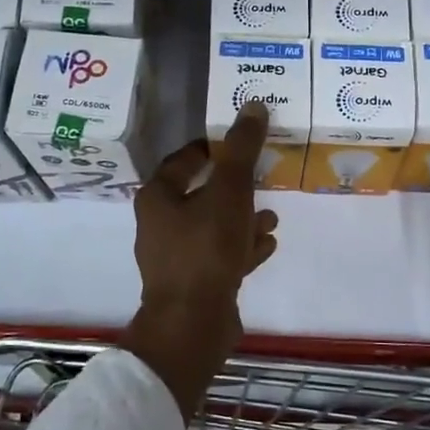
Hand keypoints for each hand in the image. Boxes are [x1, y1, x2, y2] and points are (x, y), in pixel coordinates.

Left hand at [124, 101, 279, 417]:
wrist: (193, 324)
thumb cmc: (206, 248)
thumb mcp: (229, 191)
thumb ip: (242, 150)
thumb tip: (253, 105)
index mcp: (158, 198)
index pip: (183, 160)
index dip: (211, 148)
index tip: (239, 143)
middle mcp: (161, 225)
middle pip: (200, 194)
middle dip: (233, 187)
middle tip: (262, 177)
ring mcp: (176, 257)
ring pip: (213, 227)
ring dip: (242, 219)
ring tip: (271, 215)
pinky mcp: (194, 284)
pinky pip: (221, 256)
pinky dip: (242, 247)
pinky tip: (267, 244)